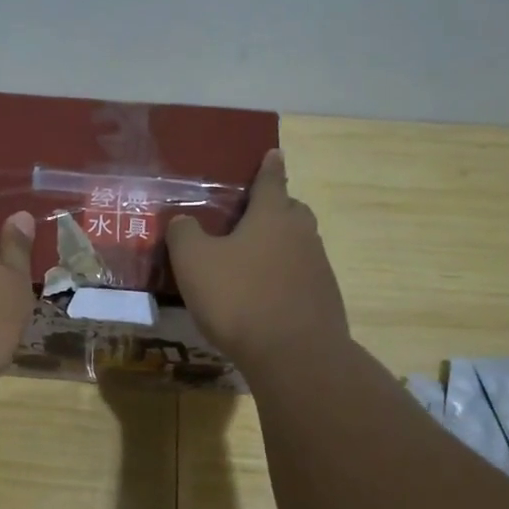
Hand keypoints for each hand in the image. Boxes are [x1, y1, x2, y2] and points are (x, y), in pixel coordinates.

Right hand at [166, 149, 350, 369]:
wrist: (294, 355)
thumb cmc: (239, 297)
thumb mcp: (194, 262)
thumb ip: (184, 235)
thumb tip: (183, 221)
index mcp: (272, 216)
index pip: (271, 181)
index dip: (269, 166)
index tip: (274, 153)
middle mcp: (301, 235)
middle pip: (292, 211)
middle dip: (276, 208)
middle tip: (252, 217)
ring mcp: (318, 268)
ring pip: (298, 246)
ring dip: (279, 247)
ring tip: (252, 263)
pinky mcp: (324, 301)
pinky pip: (301, 278)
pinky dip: (285, 279)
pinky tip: (265, 298)